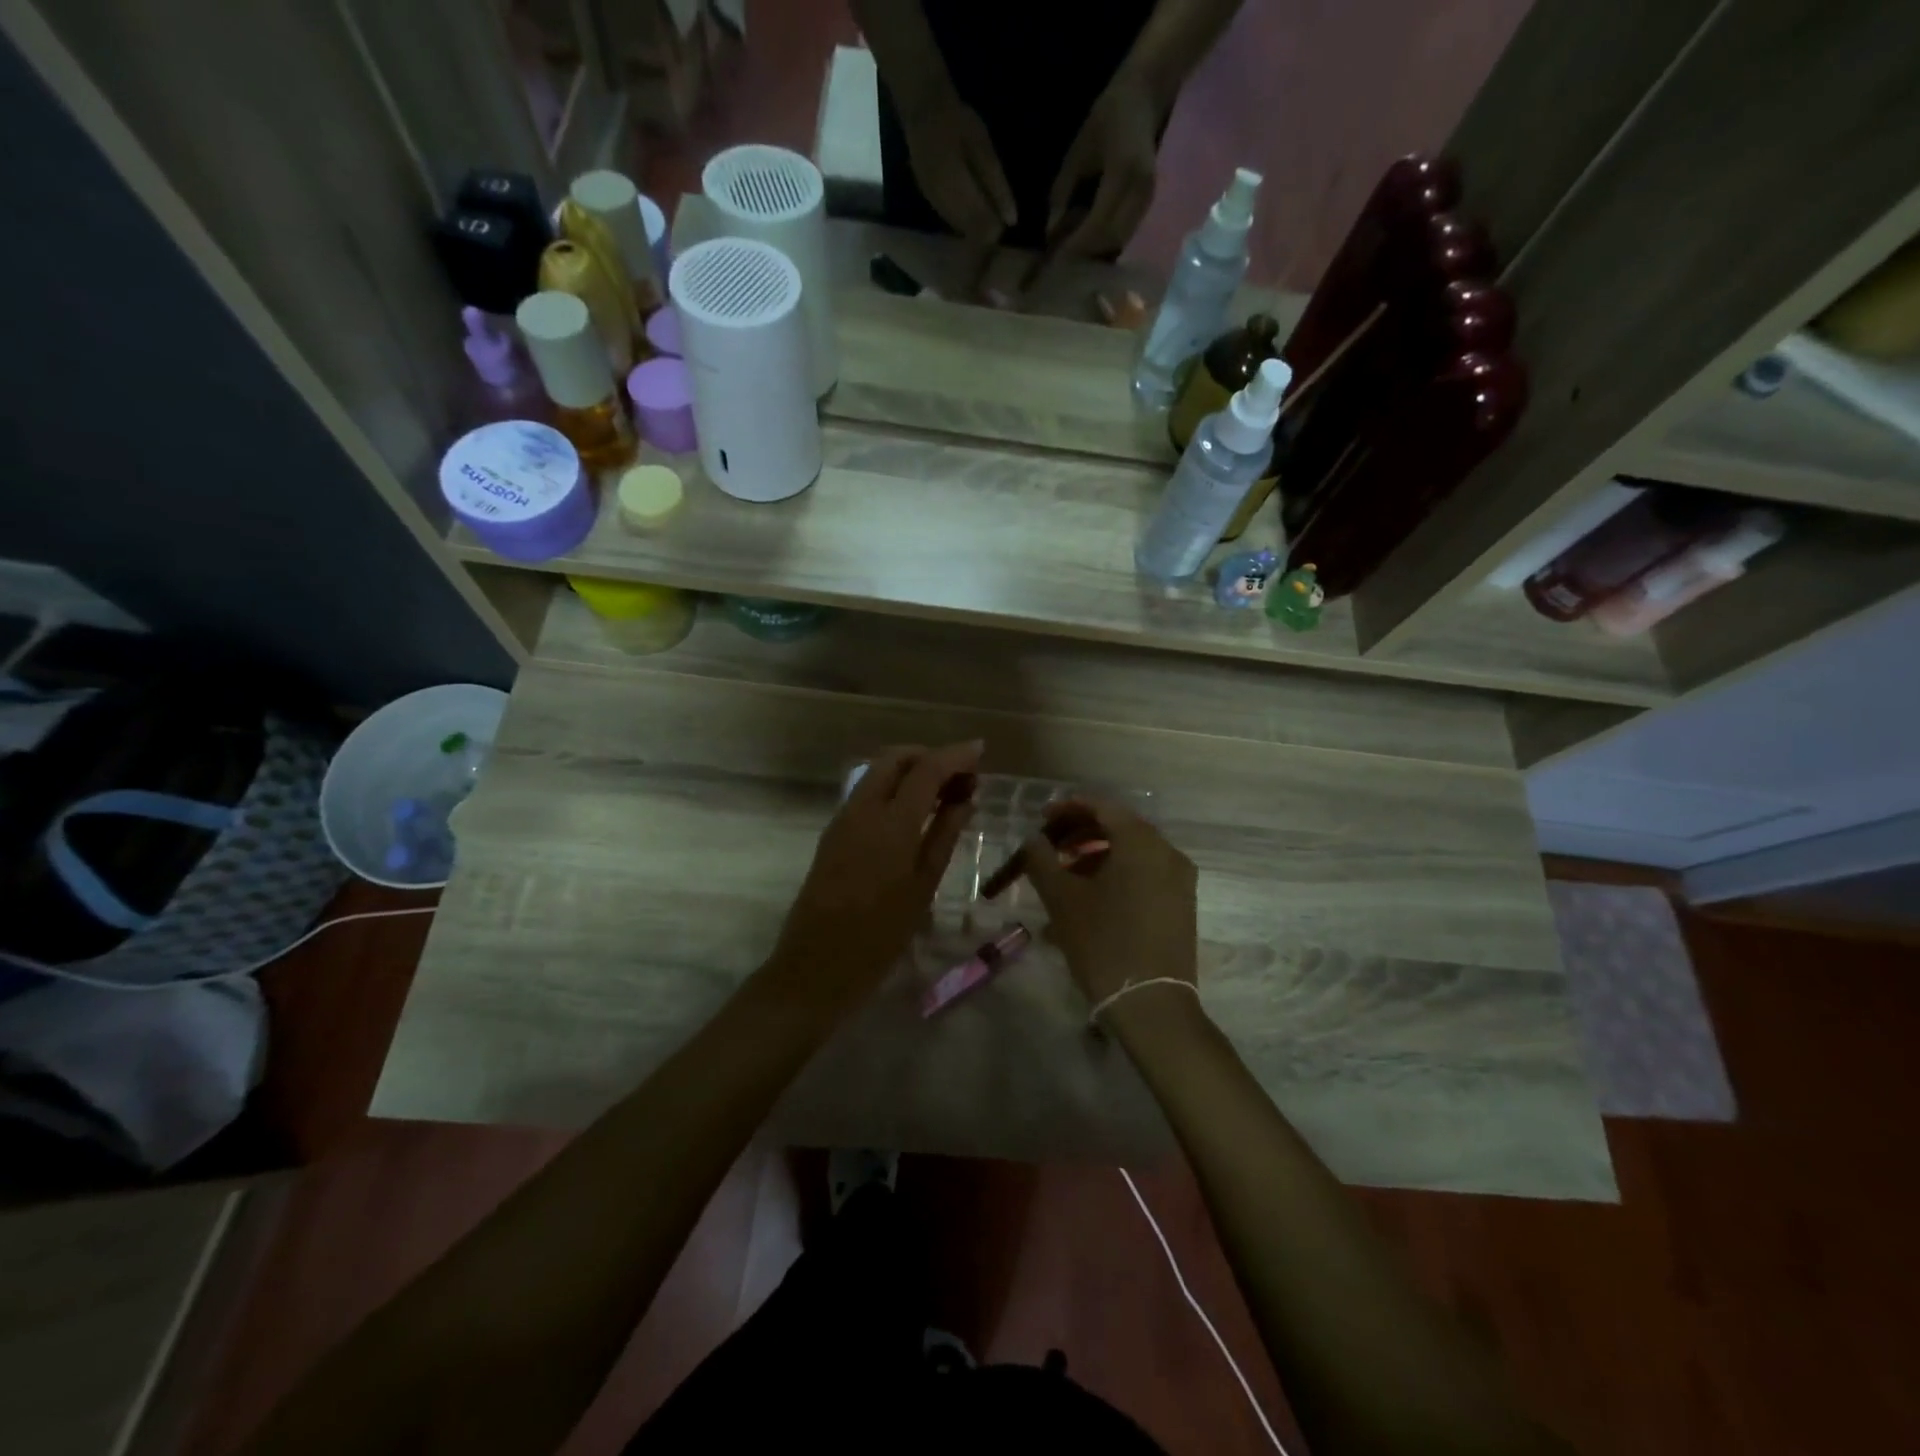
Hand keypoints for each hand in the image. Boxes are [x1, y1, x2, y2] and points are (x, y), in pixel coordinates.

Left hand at [767, 742, 980, 1012]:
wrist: (816, 967)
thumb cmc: (880, 936)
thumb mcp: (923, 887)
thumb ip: (944, 835)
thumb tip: (965, 798)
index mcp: (890, 824)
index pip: (926, 770)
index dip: (955, 755)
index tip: (980, 750)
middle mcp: (862, 810)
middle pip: (895, 759)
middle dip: (929, 756)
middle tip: (960, 775)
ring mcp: (842, 819)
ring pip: (877, 772)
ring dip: (910, 769)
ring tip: (942, 791)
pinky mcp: (832, 832)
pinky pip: (866, 792)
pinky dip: (892, 787)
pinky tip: (913, 810)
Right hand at [897, 91, 1017, 244]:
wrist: (923, 110)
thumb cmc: (957, 123)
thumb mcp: (983, 148)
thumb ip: (997, 186)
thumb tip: (1011, 221)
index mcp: (959, 194)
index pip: (982, 231)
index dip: (996, 230)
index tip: (1005, 219)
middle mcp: (944, 208)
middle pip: (971, 235)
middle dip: (986, 230)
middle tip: (997, 213)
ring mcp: (935, 207)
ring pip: (961, 232)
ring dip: (975, 226)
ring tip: (986, 207)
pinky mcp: (931, 203)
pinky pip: (952, 223)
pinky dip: (965, 220)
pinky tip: (972, 204)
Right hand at [1020, 795, 1196, 1006]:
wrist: (1151, 1004)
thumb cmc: (1103, 943)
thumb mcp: (1062, 899)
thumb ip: (1042, 860)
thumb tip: (1033, 840)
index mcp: (1141, 843)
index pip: (1102, 807)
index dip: (1069, 808)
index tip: (1042, 817)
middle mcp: (1167, 852)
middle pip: (1119, 828)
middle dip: (1081, 833)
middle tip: (1050, 846)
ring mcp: (1180, 880)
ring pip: (1132, 854)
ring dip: (1097, 856)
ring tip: (1065, 876)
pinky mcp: (1181, 905)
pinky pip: (1145, 875)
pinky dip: (1116, 875)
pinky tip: (1090, 899)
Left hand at [1047, 76, 1159, 257]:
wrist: (1144, 95)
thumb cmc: (1107, 118)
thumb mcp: (1078, 152)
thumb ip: (1063, 193)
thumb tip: (1050, 232)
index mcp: (1122, 173)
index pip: (1098, 224)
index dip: (1077, 246)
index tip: (1055, 260)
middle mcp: (1139, 190)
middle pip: (1111, 240)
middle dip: (1086, 257)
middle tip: (1063, 266)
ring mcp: (1147, 198)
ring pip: (1120, 241)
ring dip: (1097, 254)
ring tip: (1075, 259)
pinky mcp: (1148, 203)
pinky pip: (1126, 234)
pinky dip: (1107, 244)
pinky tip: (1090, 245)